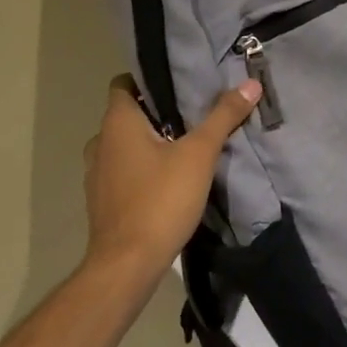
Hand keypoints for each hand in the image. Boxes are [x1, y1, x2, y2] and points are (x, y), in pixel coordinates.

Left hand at [81, 75, 261, 277]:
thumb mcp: (199, 154)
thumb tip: (250, 83)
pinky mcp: (101, 202)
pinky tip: (167, 182)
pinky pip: (122, 173)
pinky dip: (141, 171)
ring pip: (124, 146)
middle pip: (128, 115)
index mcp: (117, 122)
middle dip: (157, 114)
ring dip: (149, 144)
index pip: (124, 84)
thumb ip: (223, 116)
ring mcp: (96, 174)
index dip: (149, 81)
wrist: (127, 266)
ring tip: (183, 148)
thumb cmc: (160, 199)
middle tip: (192, 115)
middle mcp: (100, 142)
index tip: (180, 85)